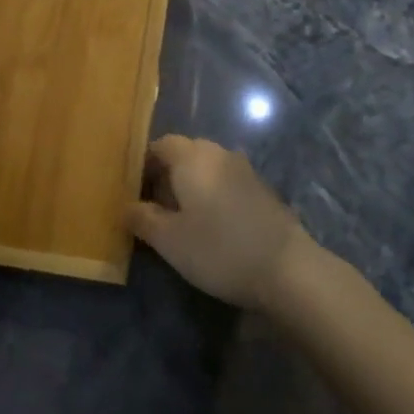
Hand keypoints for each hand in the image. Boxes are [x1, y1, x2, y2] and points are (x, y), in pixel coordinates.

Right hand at [128, 135, 307, 309]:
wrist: (285, 268)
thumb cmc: (218, 249)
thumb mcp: (169, 240)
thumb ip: (143, 219)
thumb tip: (127, 206)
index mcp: (192, 156)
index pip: (159, 145)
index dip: (142, 166)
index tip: (133, 193)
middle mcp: (218, 153)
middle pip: (184, 154)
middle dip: (165, 177)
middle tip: (153, 210)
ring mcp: (244, 169)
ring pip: (206, 169)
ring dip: (190, 187)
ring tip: (180, 221)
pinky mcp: (261, 189)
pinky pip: (225, 182)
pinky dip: (212, 196)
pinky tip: (211, 226)